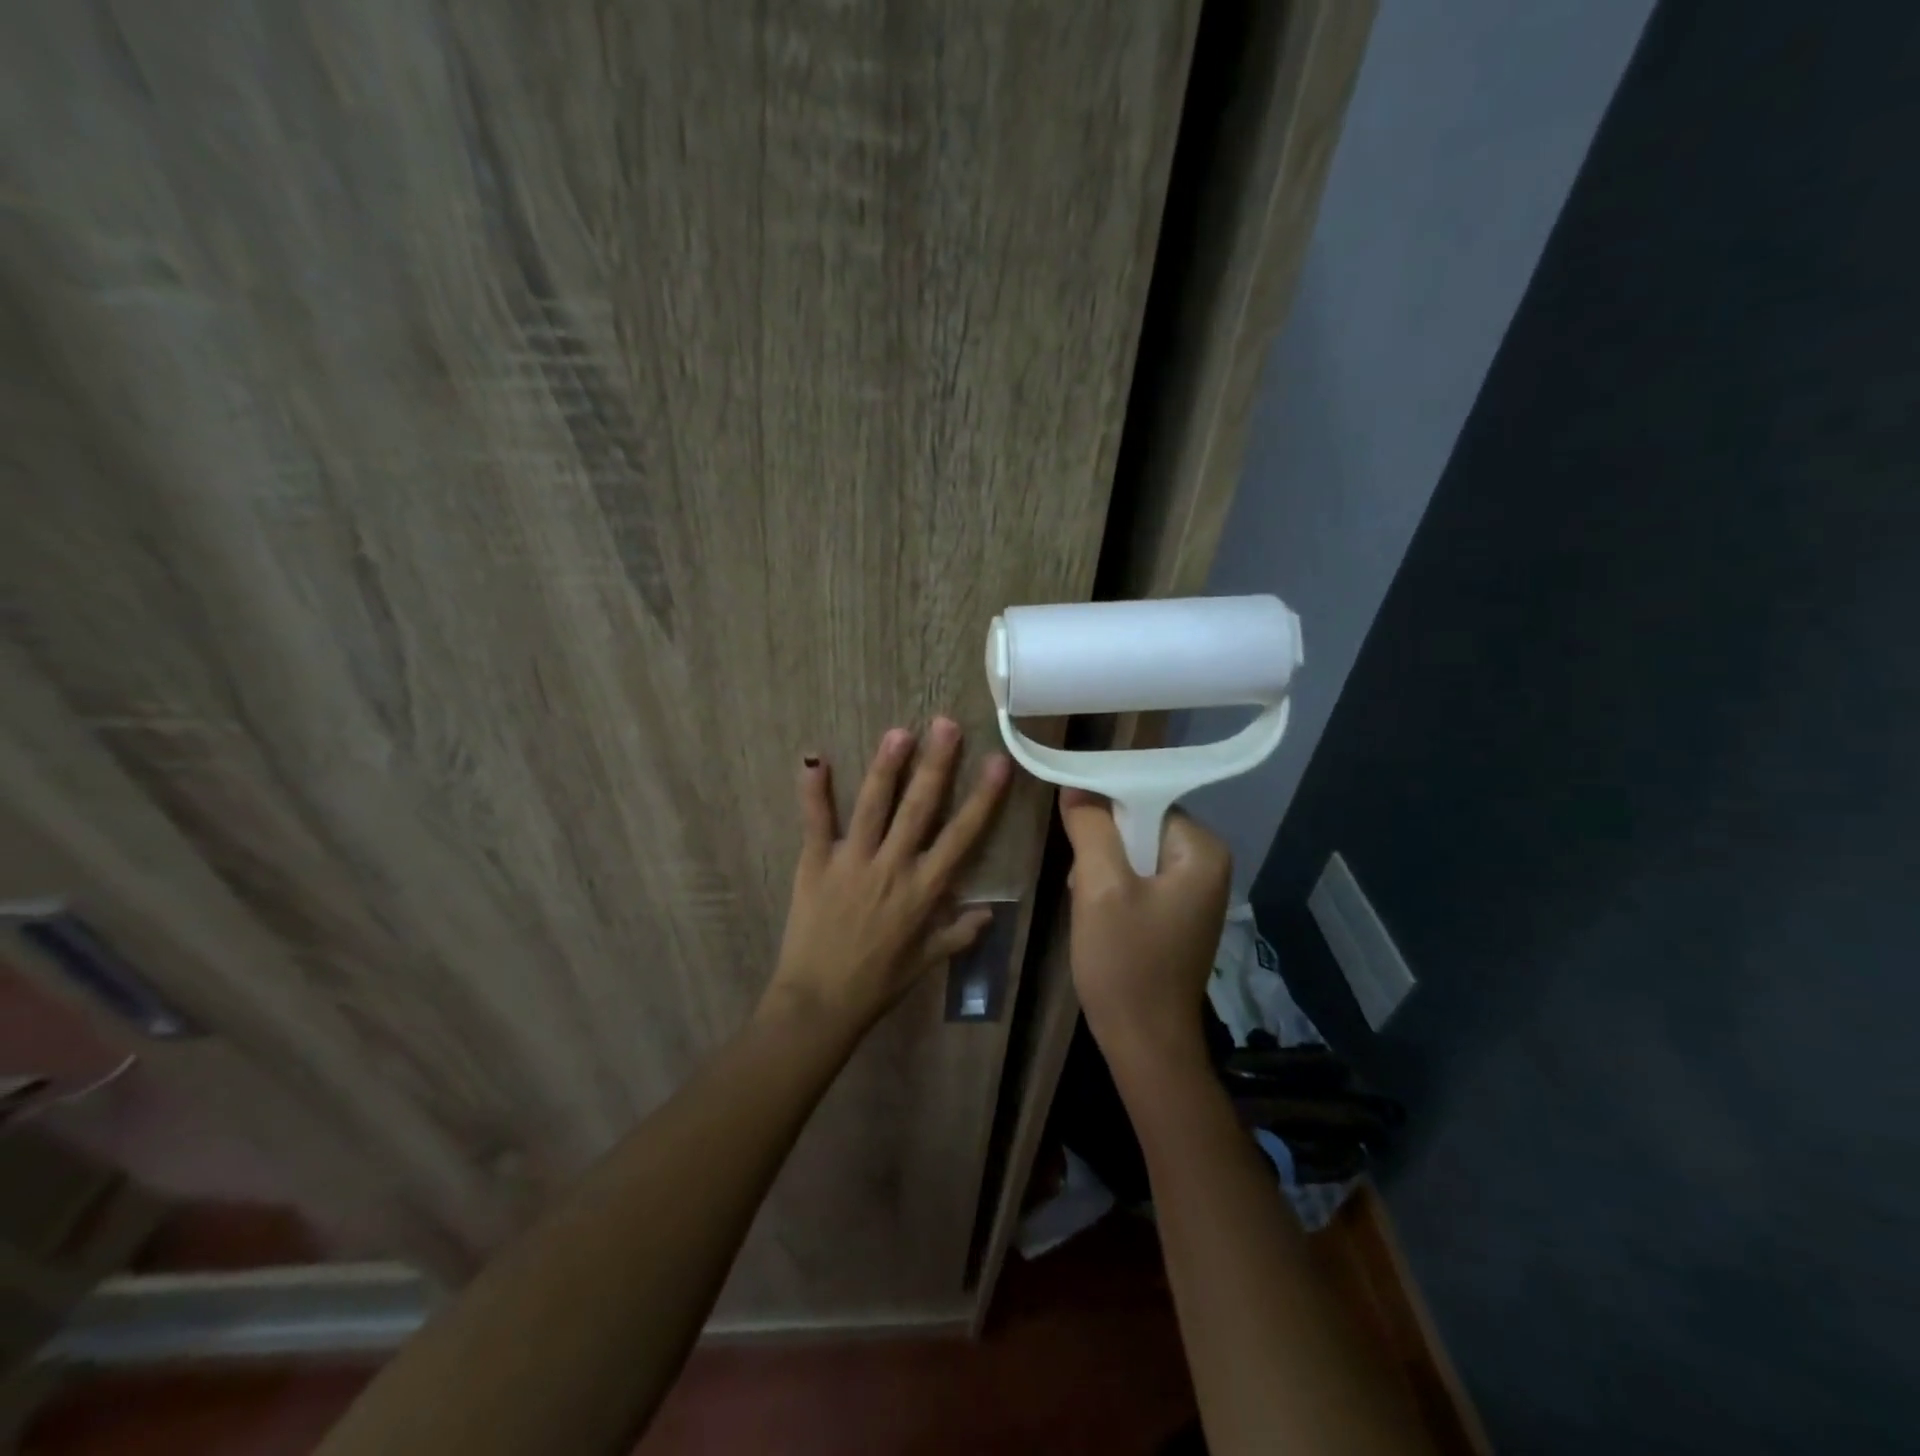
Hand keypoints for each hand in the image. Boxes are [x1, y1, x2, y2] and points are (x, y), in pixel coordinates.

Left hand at [764, 718, 1011, 1033]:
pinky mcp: (815, 864)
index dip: (982, 798)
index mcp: (924, 890)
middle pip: (919, 808)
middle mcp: (892, 867)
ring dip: (887, 767)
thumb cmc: (877, 984)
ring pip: (873, 806)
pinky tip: (815, 758)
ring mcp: (852, 862)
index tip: (997, 763)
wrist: (819, 1004)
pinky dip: (814, 791)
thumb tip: (990, 913)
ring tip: (899, 732)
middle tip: (946, 724)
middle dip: (936, 764)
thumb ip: (958, 934)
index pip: (962, 836)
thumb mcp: (926, 963)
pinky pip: (816, 822)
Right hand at [1058, 790, 1230, 1081]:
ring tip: (1088, 904)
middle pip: (1139, 826)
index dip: (1104, 809)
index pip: (1145, 800)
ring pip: (1133, 854)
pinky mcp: (1176, 915)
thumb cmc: (1126, 962)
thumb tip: (1076, 785)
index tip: (1074, 832)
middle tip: (1082, 882)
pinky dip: (1112, 890)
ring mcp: (1193, 892)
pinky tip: (1099, 917)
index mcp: (1202, 850)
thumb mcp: (1099, 887)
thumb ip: (1090, 827)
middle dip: (1103, 846)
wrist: (1144, 1043)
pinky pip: (1138, 880)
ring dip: (1103, 871)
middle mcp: (1207, 865)